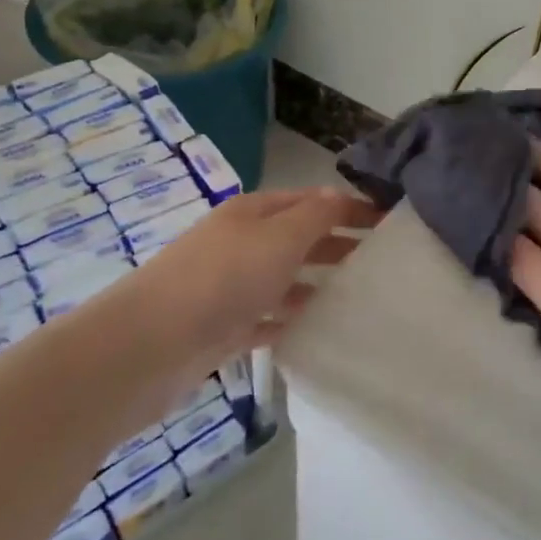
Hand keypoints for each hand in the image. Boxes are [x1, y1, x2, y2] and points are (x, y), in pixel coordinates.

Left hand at [135, 187, 381, 373]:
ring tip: (359, 297)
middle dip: (338, 244)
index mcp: (254, 213)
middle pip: (299, 238)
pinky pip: (268, 319)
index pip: (311, 200)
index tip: (389, 223)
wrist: (151, 344)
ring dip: (317, 284)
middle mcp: (242, 243)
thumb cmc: (224, 278)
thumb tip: (341, 195)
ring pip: (285, 280)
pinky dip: (291, 321)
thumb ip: (316, 215)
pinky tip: (319, 330)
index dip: (349, 207)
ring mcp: (231, 287)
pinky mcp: (224, 327)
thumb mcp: (280, 236)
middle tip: (383, 261)